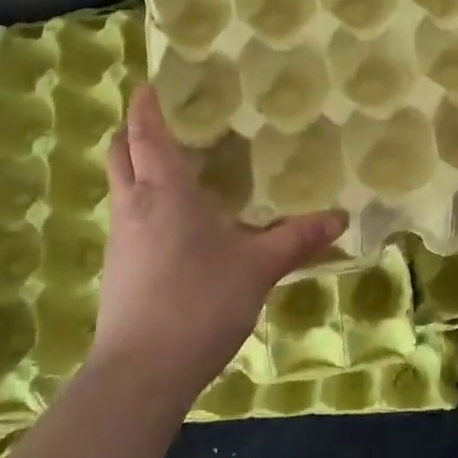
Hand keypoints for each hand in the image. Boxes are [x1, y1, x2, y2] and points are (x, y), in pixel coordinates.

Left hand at [90, 85, 347, 407]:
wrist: (140, 374)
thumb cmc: (199, 302)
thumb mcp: (258, 268)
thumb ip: (297, 238)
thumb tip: (341, 217)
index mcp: (164, 191)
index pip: (145, 132)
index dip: (145, 104)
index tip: (150, 83)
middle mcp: (134, 205)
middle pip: (120, 153)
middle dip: (134, 131)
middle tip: (166, 119)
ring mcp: (120, 239)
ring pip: (121, 185)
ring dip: (138, 167)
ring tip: (178, 165)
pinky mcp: (117, 269)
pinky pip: (127, 217)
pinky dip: (144, 202)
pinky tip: (176, 222)